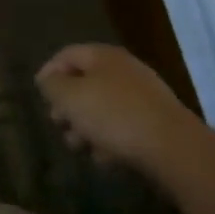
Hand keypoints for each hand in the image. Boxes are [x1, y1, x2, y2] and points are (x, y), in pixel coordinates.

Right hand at [36, 43, 200, 172]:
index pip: (67, 55)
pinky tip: (105, 158)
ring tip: (79, 147)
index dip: (48, 72)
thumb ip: (52, 85)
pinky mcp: (158, 123)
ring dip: (87, 126)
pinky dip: (111, 139)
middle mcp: (124, 69)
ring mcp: (145, 96)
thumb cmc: (113, 116)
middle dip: (68, 105)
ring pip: (105, 106)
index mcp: (102, 56)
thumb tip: (48, 80)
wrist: (174, 149)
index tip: (39, 96)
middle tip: (58, 125)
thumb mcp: (70, 98)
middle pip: (86, 82)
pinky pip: (125, 125)